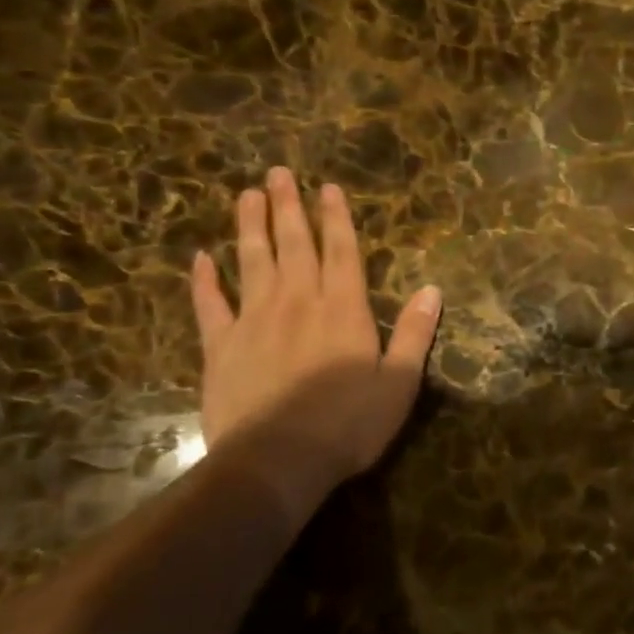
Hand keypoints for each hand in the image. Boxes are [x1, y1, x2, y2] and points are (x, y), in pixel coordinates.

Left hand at [189, 167, 441, 496]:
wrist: (276, 462)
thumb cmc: (348, 425)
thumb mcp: (399, 384)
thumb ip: (415, 334)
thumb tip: (432, 290)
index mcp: (343, 309)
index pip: (341, 251)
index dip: (335, 218)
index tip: (327, 187)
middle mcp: (298, 302)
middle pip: (293, 245)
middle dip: (288, 207)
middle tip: (278, 172)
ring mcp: (254, 321)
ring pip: (251, 262)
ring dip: (249, 226)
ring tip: (246, 194)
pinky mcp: (221, 347)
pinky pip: (209, 305)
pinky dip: (204, 280)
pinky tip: (201, 258)